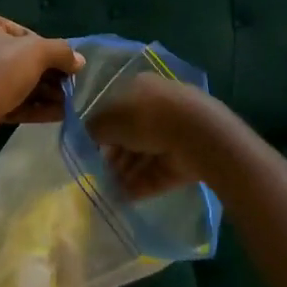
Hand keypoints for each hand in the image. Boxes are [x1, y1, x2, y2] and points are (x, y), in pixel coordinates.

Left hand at [0, 11, 85, 156]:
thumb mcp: (36, 53)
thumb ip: (61, 52)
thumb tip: (79, 60)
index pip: (21, 32)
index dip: (46, 49)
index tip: (65, 65)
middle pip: (19, 58)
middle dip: (48, 74)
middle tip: (71, 86)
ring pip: (14, 81)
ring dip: (43, 92)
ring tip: (69, 104)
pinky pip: (7, 99)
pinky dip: (31, 106)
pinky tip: (57, 115)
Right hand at [86, 71, 212, 199]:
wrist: (196, 135)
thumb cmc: (145, 117)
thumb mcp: (109, 120)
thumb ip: (95, 128)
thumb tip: (90, 135)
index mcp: (140, 88)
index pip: (116, 108)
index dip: (102, 128)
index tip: (91, 147)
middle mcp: (157, 108)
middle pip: (130, 134)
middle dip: (114, 155)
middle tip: (100, 172)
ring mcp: (174, 134)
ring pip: (143, 155)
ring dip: (125, 173)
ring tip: (109, 190)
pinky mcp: (185, 159)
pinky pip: (157, 172)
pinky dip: (141, 185)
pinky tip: (124, 199)